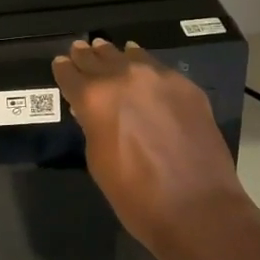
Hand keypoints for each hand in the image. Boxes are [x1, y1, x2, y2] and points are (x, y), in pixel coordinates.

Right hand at [52, 38, 252, 246]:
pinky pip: (159, 68)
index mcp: (95, 98)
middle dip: (87, 57)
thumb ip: (92, 128)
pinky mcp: (187, 86)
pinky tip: (141, 65)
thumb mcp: (98, 162)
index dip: (64, 70)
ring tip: (107, 51)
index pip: (71, 75)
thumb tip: (90, 112)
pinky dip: (145, 65)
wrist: (198, 208)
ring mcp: (160, 78)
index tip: (61, 64)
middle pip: (99, 59)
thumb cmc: (136, 196)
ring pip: (130, 56)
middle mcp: (124, 78)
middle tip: (80, 50)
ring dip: (115, 56)